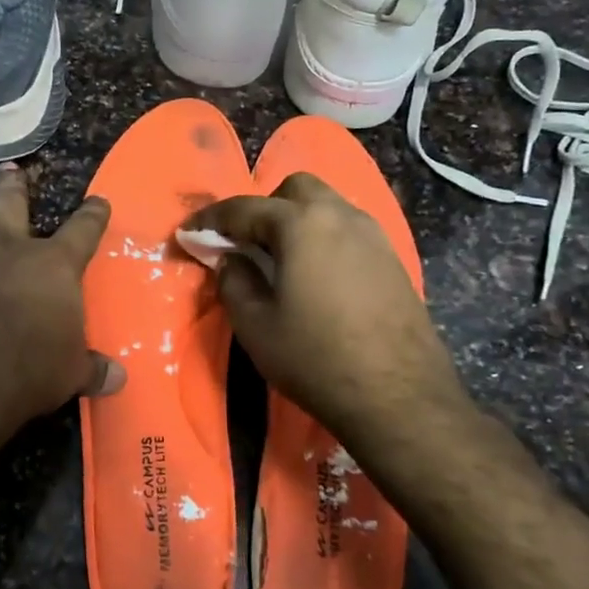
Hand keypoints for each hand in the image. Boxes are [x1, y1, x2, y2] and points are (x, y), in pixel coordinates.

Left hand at [0, 163, 123, 429]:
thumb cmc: (27, 371)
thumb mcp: (69, 375)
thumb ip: (91, 370)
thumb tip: (118, 379)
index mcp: (52, 266)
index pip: (83, 230)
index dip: (93, 215)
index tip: (98, 201)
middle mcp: (6, 248)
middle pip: (12, 204)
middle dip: (13, 185)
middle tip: (10, 168)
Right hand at [183, 173, 474, 450]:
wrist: (400, 397)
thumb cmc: (315, 358)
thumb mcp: (255, 325)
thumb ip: (234, 281)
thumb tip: (231, 259)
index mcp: (301, 224)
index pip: (243, 208)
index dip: (210, 219)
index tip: (188, 232)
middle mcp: (340, 216)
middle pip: (294, 190)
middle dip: (263, 208)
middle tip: (245, 245)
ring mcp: (374, 235)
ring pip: (327, 207)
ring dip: (297, 221)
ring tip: (280, 260)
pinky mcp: (392, 260)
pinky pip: (348, 231)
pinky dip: (324, 239)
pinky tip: (317, 276)